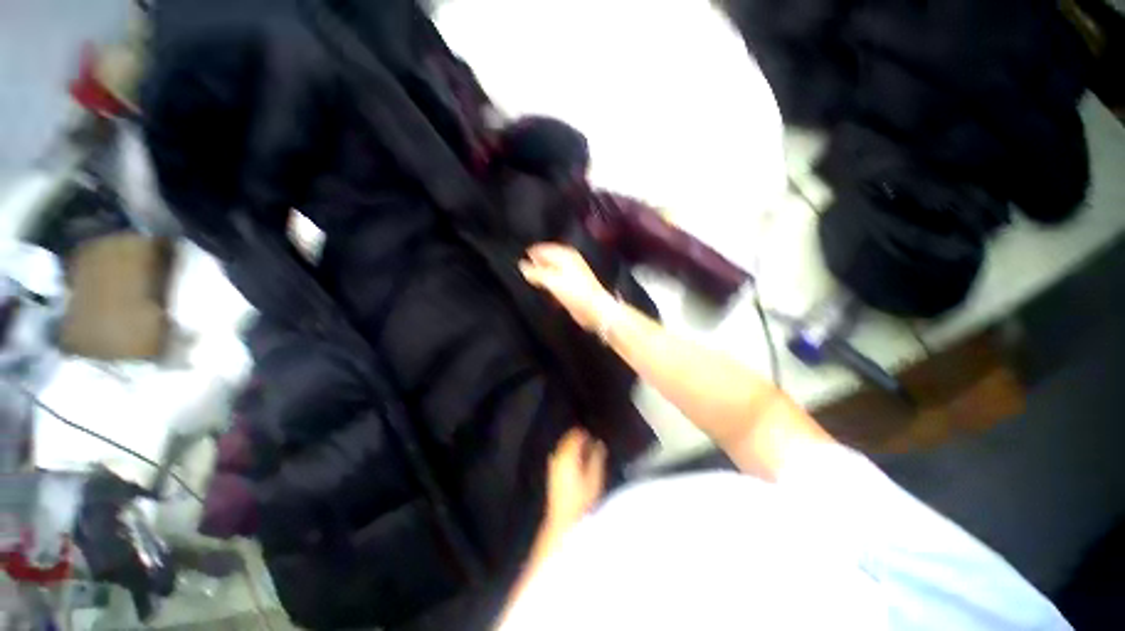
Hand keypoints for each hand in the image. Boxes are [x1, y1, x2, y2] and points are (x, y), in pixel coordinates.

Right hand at [519, 243, 613, 330]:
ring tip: (531, 277)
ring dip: (542, 273)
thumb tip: (522, 266)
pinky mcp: (573, 286)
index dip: (532, 253)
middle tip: (524, 268)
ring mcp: (572, 273)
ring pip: (552, 269)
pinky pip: (556, 280)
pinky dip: (549, 282)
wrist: (594, 309)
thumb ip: (536, 272)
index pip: (544, 248)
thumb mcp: (552, 280)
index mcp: (565, 255)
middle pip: (548, 258)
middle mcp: (569, 261)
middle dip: (537, 262)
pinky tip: (545, 287)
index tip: (521, 258)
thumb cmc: (577, 293)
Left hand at [544, 428, 607, 531]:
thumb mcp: (594, 477)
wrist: (563, 519)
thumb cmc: (582, 499)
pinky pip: (560, 454)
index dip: (584, 433)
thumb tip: (599, 443)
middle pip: (568, 439)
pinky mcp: (551, 472)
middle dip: (578, 439)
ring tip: (585, 451)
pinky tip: (575, 461)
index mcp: (568, 454)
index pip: (575, 435)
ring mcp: (553, 464)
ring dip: (573, 446)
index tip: (593, 435)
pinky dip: (568, 453)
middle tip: (590, 442)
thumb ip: (597, 457)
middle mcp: (558, 455)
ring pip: (563, 446)